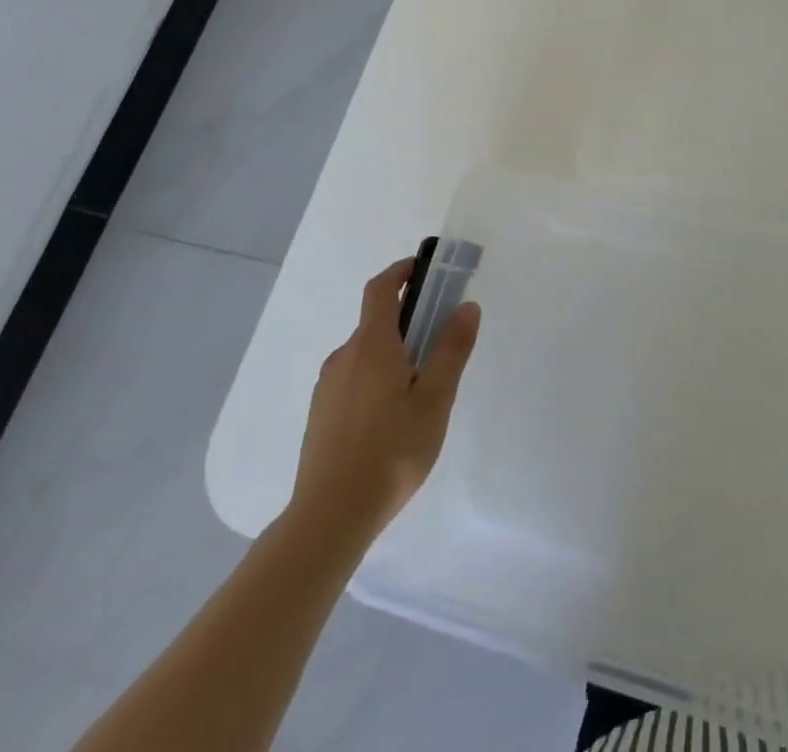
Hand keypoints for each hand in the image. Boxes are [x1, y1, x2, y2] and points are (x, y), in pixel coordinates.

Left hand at [284, 257, 479, 559]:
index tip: (426, 269)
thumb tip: (466, 306)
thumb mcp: (435, 399)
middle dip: (409, 320)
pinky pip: (354, 379)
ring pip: (366, 354)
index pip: (381, 289)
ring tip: (422, 389)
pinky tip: (394, 418)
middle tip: (441, 341)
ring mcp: (328, 387)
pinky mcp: (321, 415)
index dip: (402, 271)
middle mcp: (344, 357)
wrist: (329, 517)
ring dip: (394, 353)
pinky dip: (378, 378)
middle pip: (376, 322)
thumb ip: (452, 349)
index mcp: (371, 345)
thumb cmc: (391, 451)